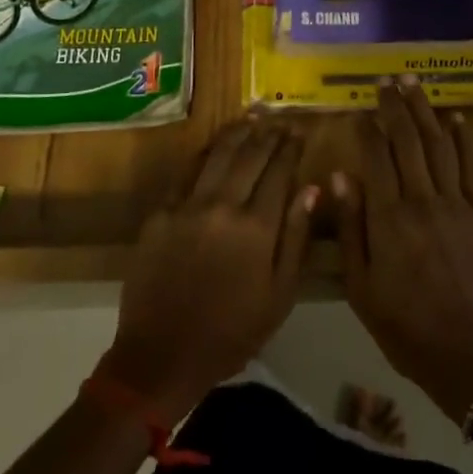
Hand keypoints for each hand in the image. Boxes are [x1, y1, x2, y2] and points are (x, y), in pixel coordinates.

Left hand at [105, 121, 317, 420]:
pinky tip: (216, 144)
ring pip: (218, 155)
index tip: (300, 132)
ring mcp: (188, 206)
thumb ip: (297, 237)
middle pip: (251, 156)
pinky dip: (205, 153)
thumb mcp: (279, 294)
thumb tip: (312, 188)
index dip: (291, 148)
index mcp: (257, 228)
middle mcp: (223, 206)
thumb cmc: (232, 332)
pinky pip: (187, 172)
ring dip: (239, 132)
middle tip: (280, 120)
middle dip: (269, 134)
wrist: (162, 355)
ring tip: (253, 117)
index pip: (279, 173)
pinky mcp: (160, 212)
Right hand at [332, 78, 472, 422]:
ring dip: (425, 110)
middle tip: (386, 80)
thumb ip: (350, 229)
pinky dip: (466, 140)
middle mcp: (423, 200)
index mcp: (389, 218)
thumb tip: (339, 176)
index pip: (376, 157)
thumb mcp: (362, 288)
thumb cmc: (407, 328)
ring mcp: (458, 204)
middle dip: (395, 106)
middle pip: (407, 141)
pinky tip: (457, 118)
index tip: (359, 107)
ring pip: (439, 145)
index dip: (367, 128)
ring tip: (414, 82)